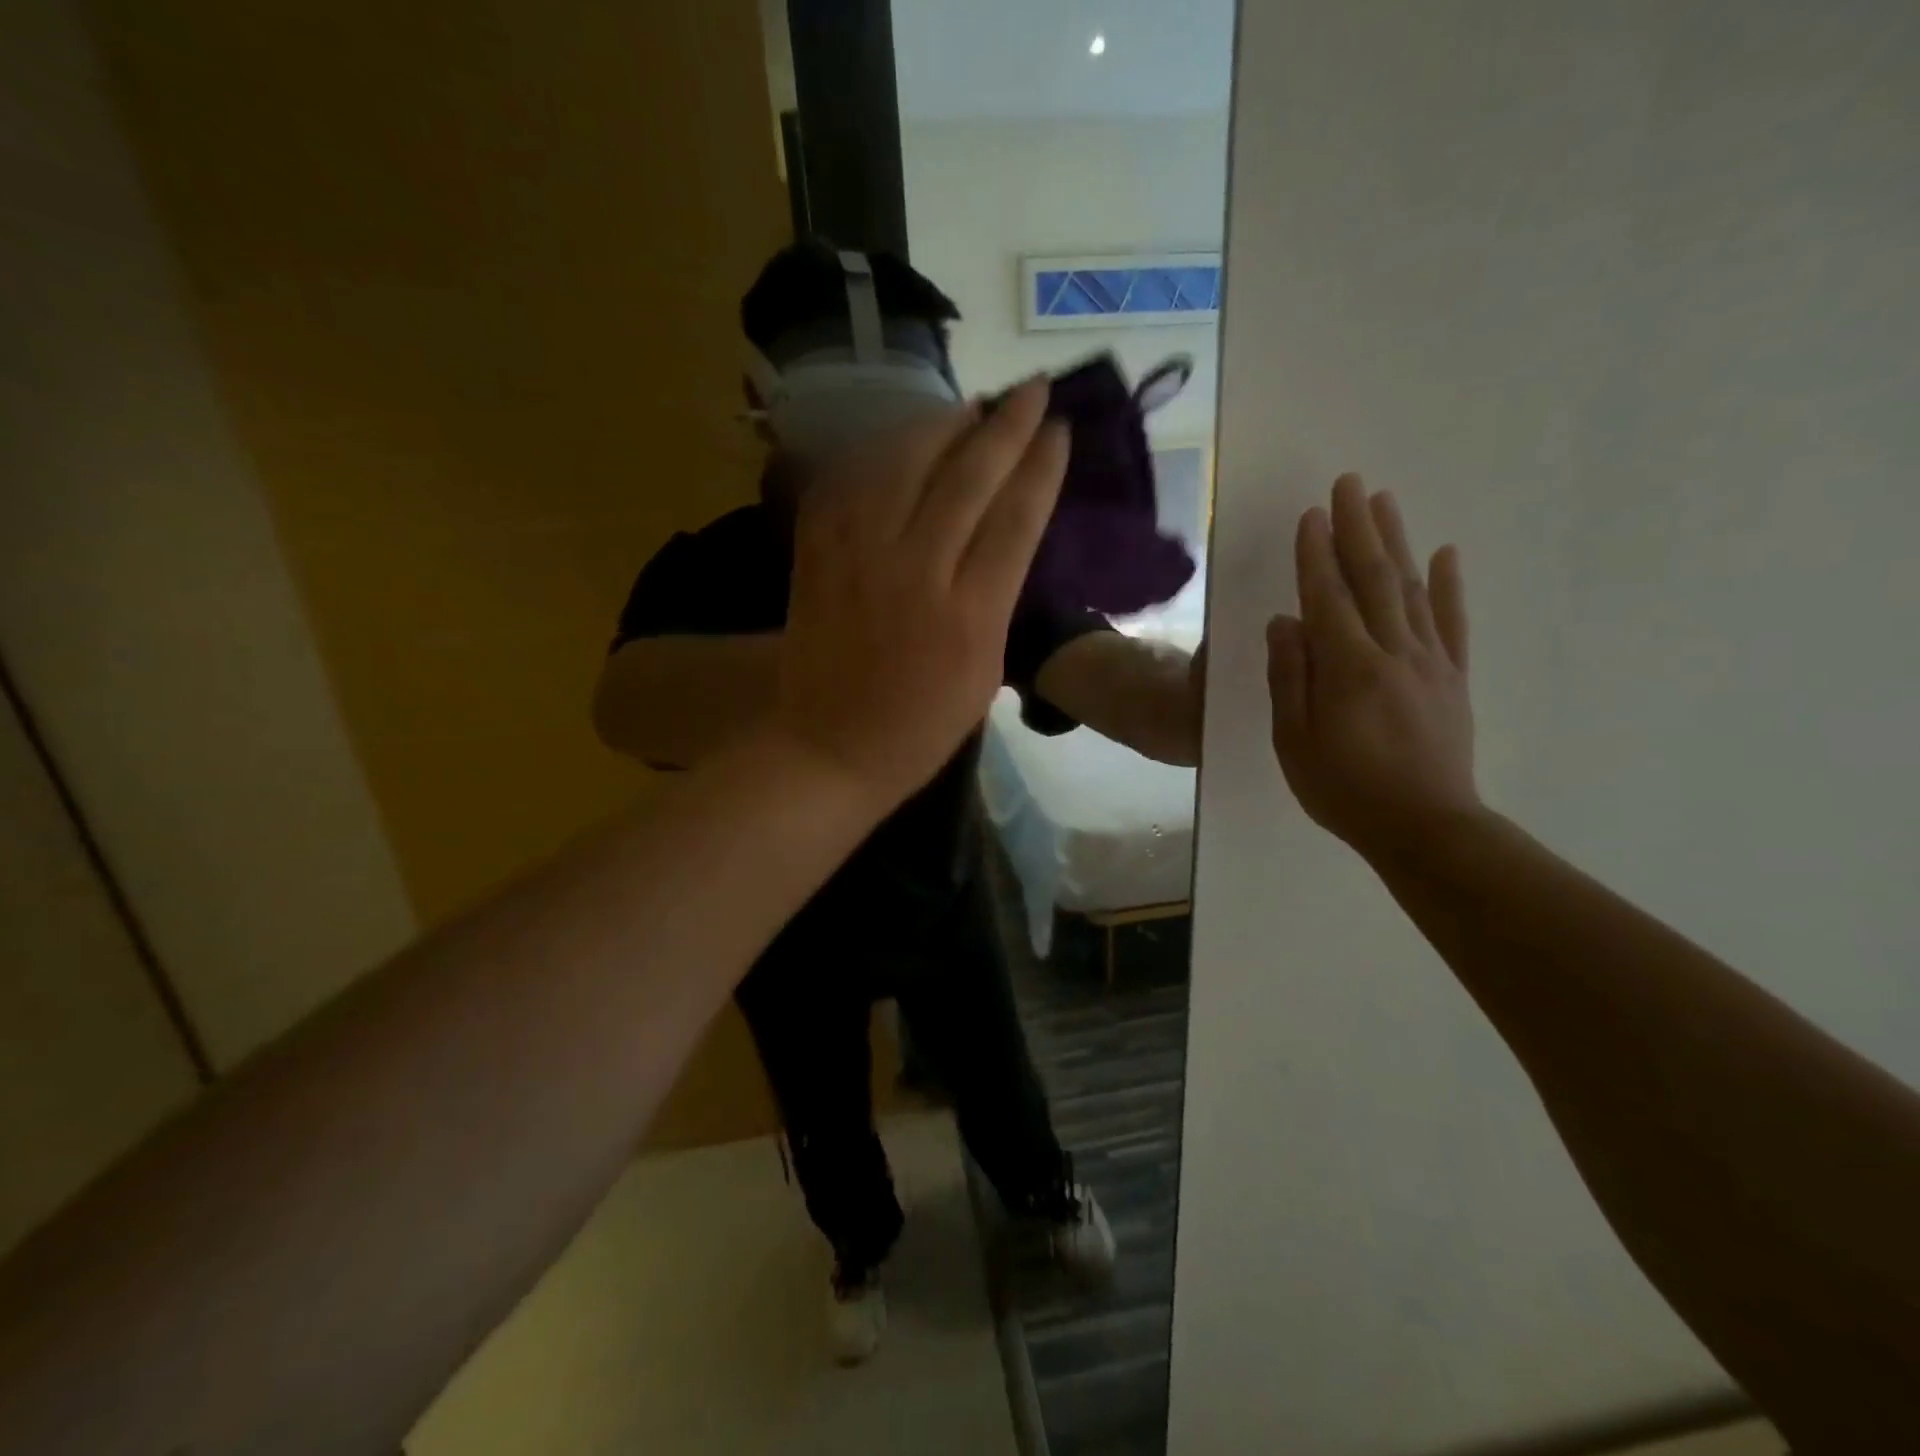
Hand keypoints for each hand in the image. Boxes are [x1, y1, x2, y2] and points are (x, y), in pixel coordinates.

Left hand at [774, 378, 1068, 809]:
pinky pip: (851, 481)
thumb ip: (998, 598)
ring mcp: (859, 557)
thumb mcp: (985, 672)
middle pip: (967, 477)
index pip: (1015, 517)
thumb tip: (1005, 533)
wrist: (828, 747)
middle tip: (1030, 390)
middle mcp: (916, 571)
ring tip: (973, 407)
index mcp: (970, 614)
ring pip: (905, 463)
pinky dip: (882, 451)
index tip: (1059, 429)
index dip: (1041, 465)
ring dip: (944, 425)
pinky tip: (905, 439)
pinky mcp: (817, 553)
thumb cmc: (919, 727)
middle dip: (1006, 426)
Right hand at [1266, 474, 1478, 862]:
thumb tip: (1285, 622)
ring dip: (1397, 542)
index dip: (1316, 555)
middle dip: (1358, 529)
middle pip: (1374, 579)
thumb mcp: (1295, 741)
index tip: (1309, 515)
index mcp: (1348, 668)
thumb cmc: (1345, 789)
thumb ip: (1291, 678)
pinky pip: (1452, 622)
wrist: (1425, 827)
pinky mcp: (1452, 678)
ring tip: (1385, 502)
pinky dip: (1449, 585)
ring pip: (1412, 590)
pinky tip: (1446, 553)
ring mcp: (1429, 662)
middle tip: (1350, 484)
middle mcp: (1393, 652)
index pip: (1328, 597)